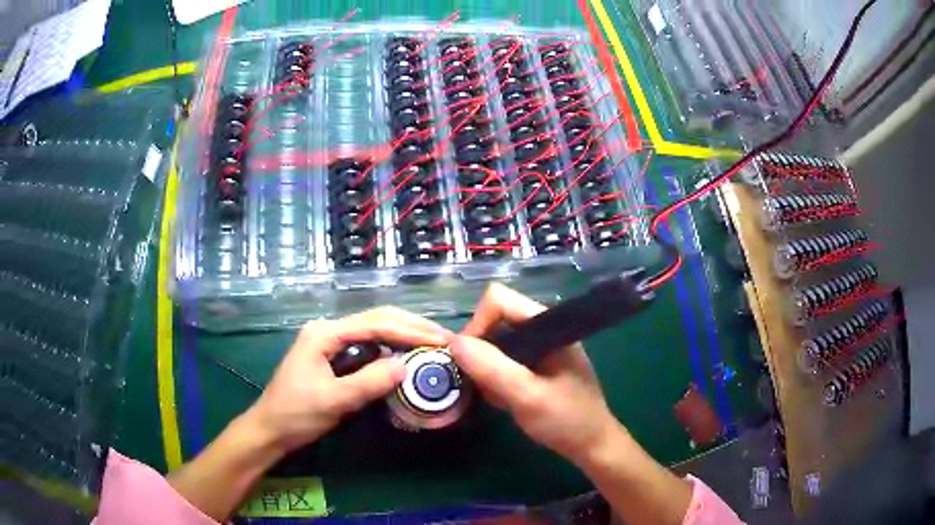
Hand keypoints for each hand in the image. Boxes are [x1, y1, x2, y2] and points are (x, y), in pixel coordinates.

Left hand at [245, 307, 450, 452]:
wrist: (270, 429)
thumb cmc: (296, 414)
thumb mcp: (334, 400)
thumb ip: (370, 382)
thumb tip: (406, 366)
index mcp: (324, 333)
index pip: (375, 324)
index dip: (410, 330)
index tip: (440, 339)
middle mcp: (328, 329)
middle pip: (376, 319)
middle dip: (410, 326)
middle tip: (443, 337)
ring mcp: (330, 342)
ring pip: (373, 331)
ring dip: (403, 335)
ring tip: (432, 343)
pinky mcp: (333, 357)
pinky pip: (367, 347)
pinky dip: (390, 349)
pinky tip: (406, 355)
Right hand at [449, 284, 619, 465]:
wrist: (592, 445)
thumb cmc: (566, 420)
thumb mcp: (527, 396)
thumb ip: (492, 368)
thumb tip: (454, 343)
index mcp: (547, 325)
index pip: (498, 301)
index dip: (477, 325)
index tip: (467, 360)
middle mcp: (542, 329)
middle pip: (493, 320)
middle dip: (479, 351)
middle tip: (480, 383)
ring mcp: (539, 348)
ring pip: (495, 343)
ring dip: (486, 368)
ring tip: (495, 397)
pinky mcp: (536, 365)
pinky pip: (503, 360)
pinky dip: (494, 378)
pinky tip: (504, 400)